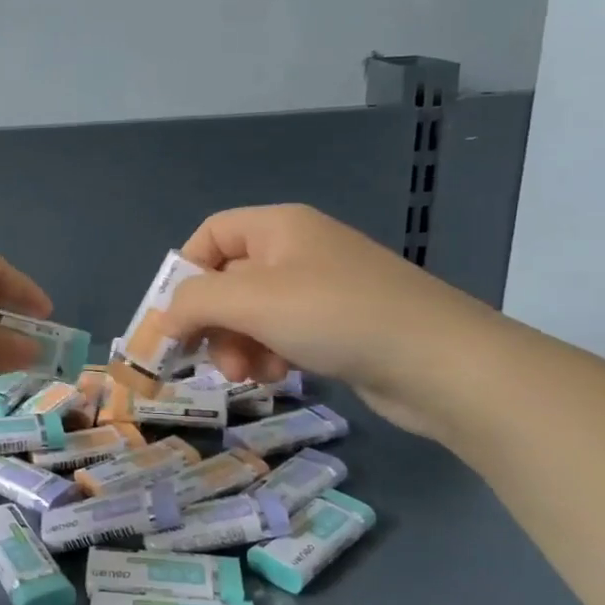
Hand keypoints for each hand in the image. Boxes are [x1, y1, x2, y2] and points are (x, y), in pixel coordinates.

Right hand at [159, 205, 507, 437]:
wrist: (441, 364)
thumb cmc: (336, 316)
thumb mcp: (251, 301)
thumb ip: (194, 302)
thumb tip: (163, 319)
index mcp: (278, 227)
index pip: (210, 235)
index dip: (185, 273)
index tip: (174, 319)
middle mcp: (298, 250)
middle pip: (228, 279)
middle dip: (214, 322)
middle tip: (212, 361)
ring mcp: (322, 289)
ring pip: (253, 313)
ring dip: (239, 345)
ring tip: (250, 375)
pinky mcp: (339, 326)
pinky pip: (283, 333)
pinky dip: (270, 354)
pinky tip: (279, 376)